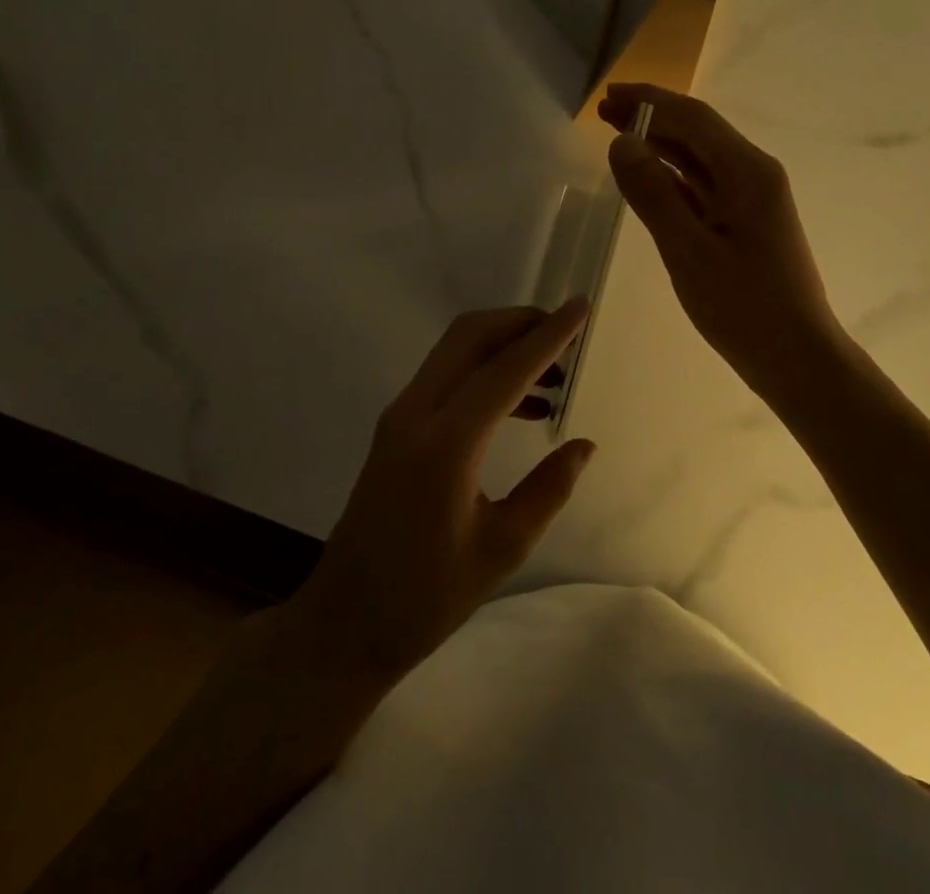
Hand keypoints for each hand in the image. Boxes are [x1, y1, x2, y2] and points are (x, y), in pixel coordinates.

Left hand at [285, 300, 596, 683]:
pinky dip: (484, 371)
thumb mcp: (501, 548)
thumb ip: (548, 489)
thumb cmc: (426, 596)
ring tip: (554, 374)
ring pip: (454, 350)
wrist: (345, 622)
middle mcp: (416, 413)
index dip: (548, 336)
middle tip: (566, 332)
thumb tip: (584, 445)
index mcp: (446, 444)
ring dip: (503, 345)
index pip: (505, 370)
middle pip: (470, 336)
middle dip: (520, 322)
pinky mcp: (395, 427)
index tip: (581, 306)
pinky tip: (522, 405)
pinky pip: (446, 377)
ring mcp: (400, 416)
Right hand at [601, 81, 846, 399]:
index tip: (608, 95)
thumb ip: (652, 193)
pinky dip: (672, 175)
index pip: (693, 119)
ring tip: (616, 136)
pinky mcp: (745, 222)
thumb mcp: (688, 250)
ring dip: (659, 144)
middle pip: (697, 132)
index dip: (649, 101)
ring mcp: (752, 199)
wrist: (797, 359)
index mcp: (748, 172)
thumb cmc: (744, 307)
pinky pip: (703, 186)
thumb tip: (621, 142)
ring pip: (700, 158)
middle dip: (651, 118)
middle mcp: (754, 175)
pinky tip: (646, 177)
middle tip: (603, 112)